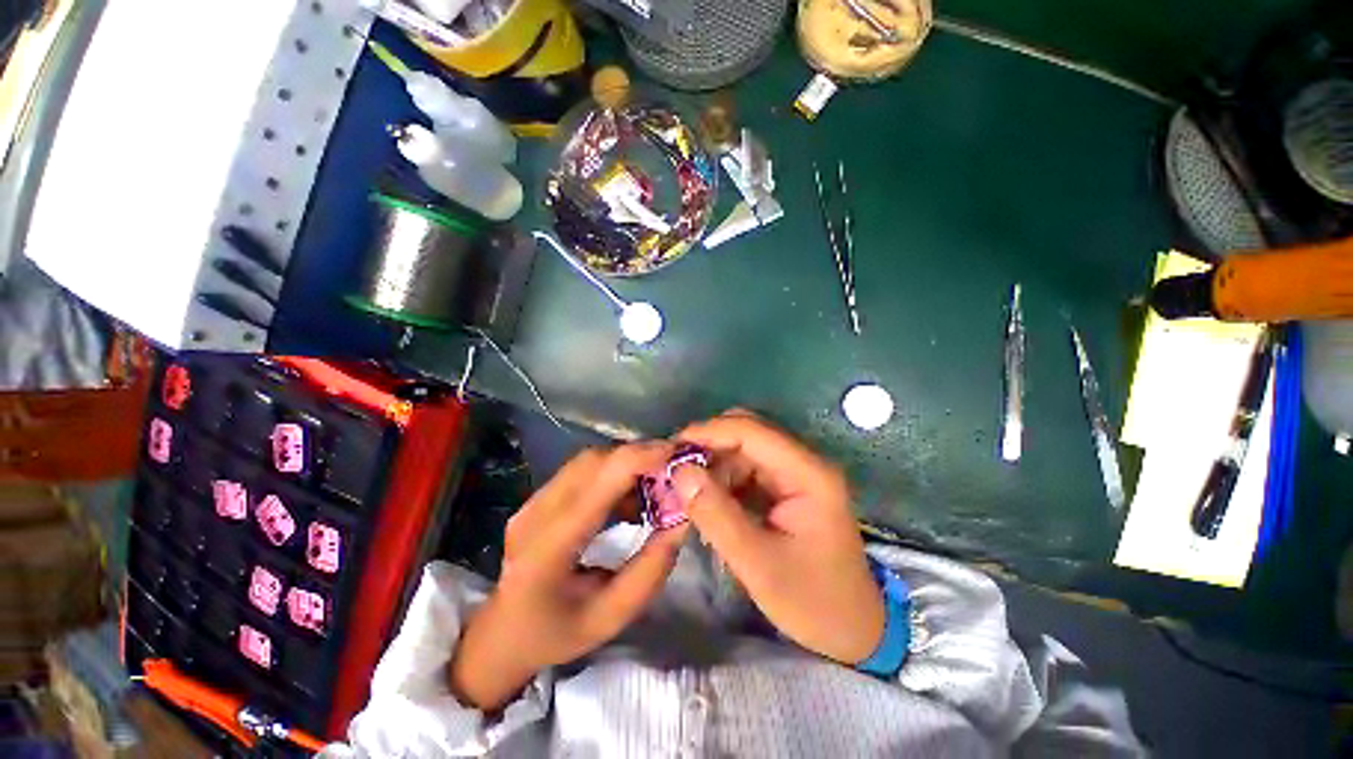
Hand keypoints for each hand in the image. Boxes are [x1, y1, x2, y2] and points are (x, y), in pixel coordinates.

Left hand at [449, 444, 687, 710]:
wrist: (501, 636)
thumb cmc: (556, 634)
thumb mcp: (610, 617)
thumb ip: (650, 571)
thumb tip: (682, 520)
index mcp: (547, 548)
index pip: (596, 484)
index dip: (639, 459)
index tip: (677, 455)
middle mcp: (535, 513)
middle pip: (593, 462)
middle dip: (639, 457)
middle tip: (673, 471)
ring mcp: (532, 501)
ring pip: (588, 461)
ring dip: (627, 463)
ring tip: (656, 485)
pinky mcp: (538, 497)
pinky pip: (582, 471)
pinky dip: (613, 473)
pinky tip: (630, 497)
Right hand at [673, 411, 884, 664]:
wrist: (853, 628)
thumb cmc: (813, 601)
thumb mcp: (758, 564)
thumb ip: (716, 515)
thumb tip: (679, 472)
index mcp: (808, 474)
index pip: (752, 431)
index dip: (709, 432)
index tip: (671, 448)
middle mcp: (804, 462)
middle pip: (748, 432)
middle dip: (708, 445)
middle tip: (674, 468)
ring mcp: (797, 473)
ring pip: (744, 449)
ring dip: (713, 463)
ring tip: (685, 490)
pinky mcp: (787, 486)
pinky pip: (747, 469)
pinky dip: (723, 478)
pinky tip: (707, 500)